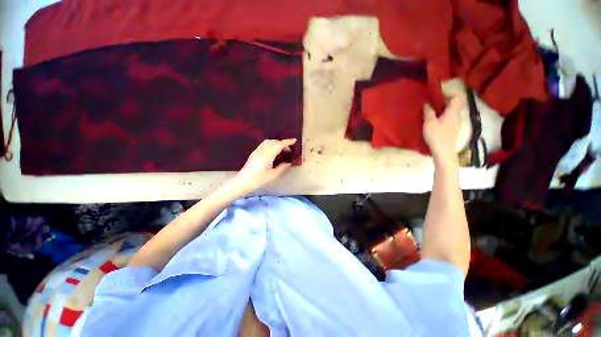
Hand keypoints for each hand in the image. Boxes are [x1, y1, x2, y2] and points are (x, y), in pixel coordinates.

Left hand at [232, 139, 296, 192]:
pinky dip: (270, 145)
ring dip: (276, 143)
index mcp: (268, 154)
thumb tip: (288, 163)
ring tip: (281, 150)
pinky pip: (264, 145)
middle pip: (274, 142)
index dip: (287, 142)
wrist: (243, 181)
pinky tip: (272, 152)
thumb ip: (282, 167)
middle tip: (289, 149)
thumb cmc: (259, 179)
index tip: (294, 140)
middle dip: (282, 143)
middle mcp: (262, 150)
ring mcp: (257, 151)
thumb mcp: (273, 174)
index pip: (279, 145)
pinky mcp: (254, 153)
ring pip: (268, 142)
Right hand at [423, 97, 461, 165]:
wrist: (444, 151)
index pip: (456, 98)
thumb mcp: (429, 122)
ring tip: (430, 113)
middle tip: (431, 104)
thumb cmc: (437, 135)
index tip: (437, 95)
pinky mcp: (452, 130)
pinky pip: (448, 119)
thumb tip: (427, 104)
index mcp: (452, 112)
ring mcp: (455, 124)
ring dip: (442, 111)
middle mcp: (457, 116)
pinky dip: (442, 118)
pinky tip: (434, 122)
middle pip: (453, 105)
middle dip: (443, 103)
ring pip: (450, 113)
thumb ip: (428, 112)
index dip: (448, 94)